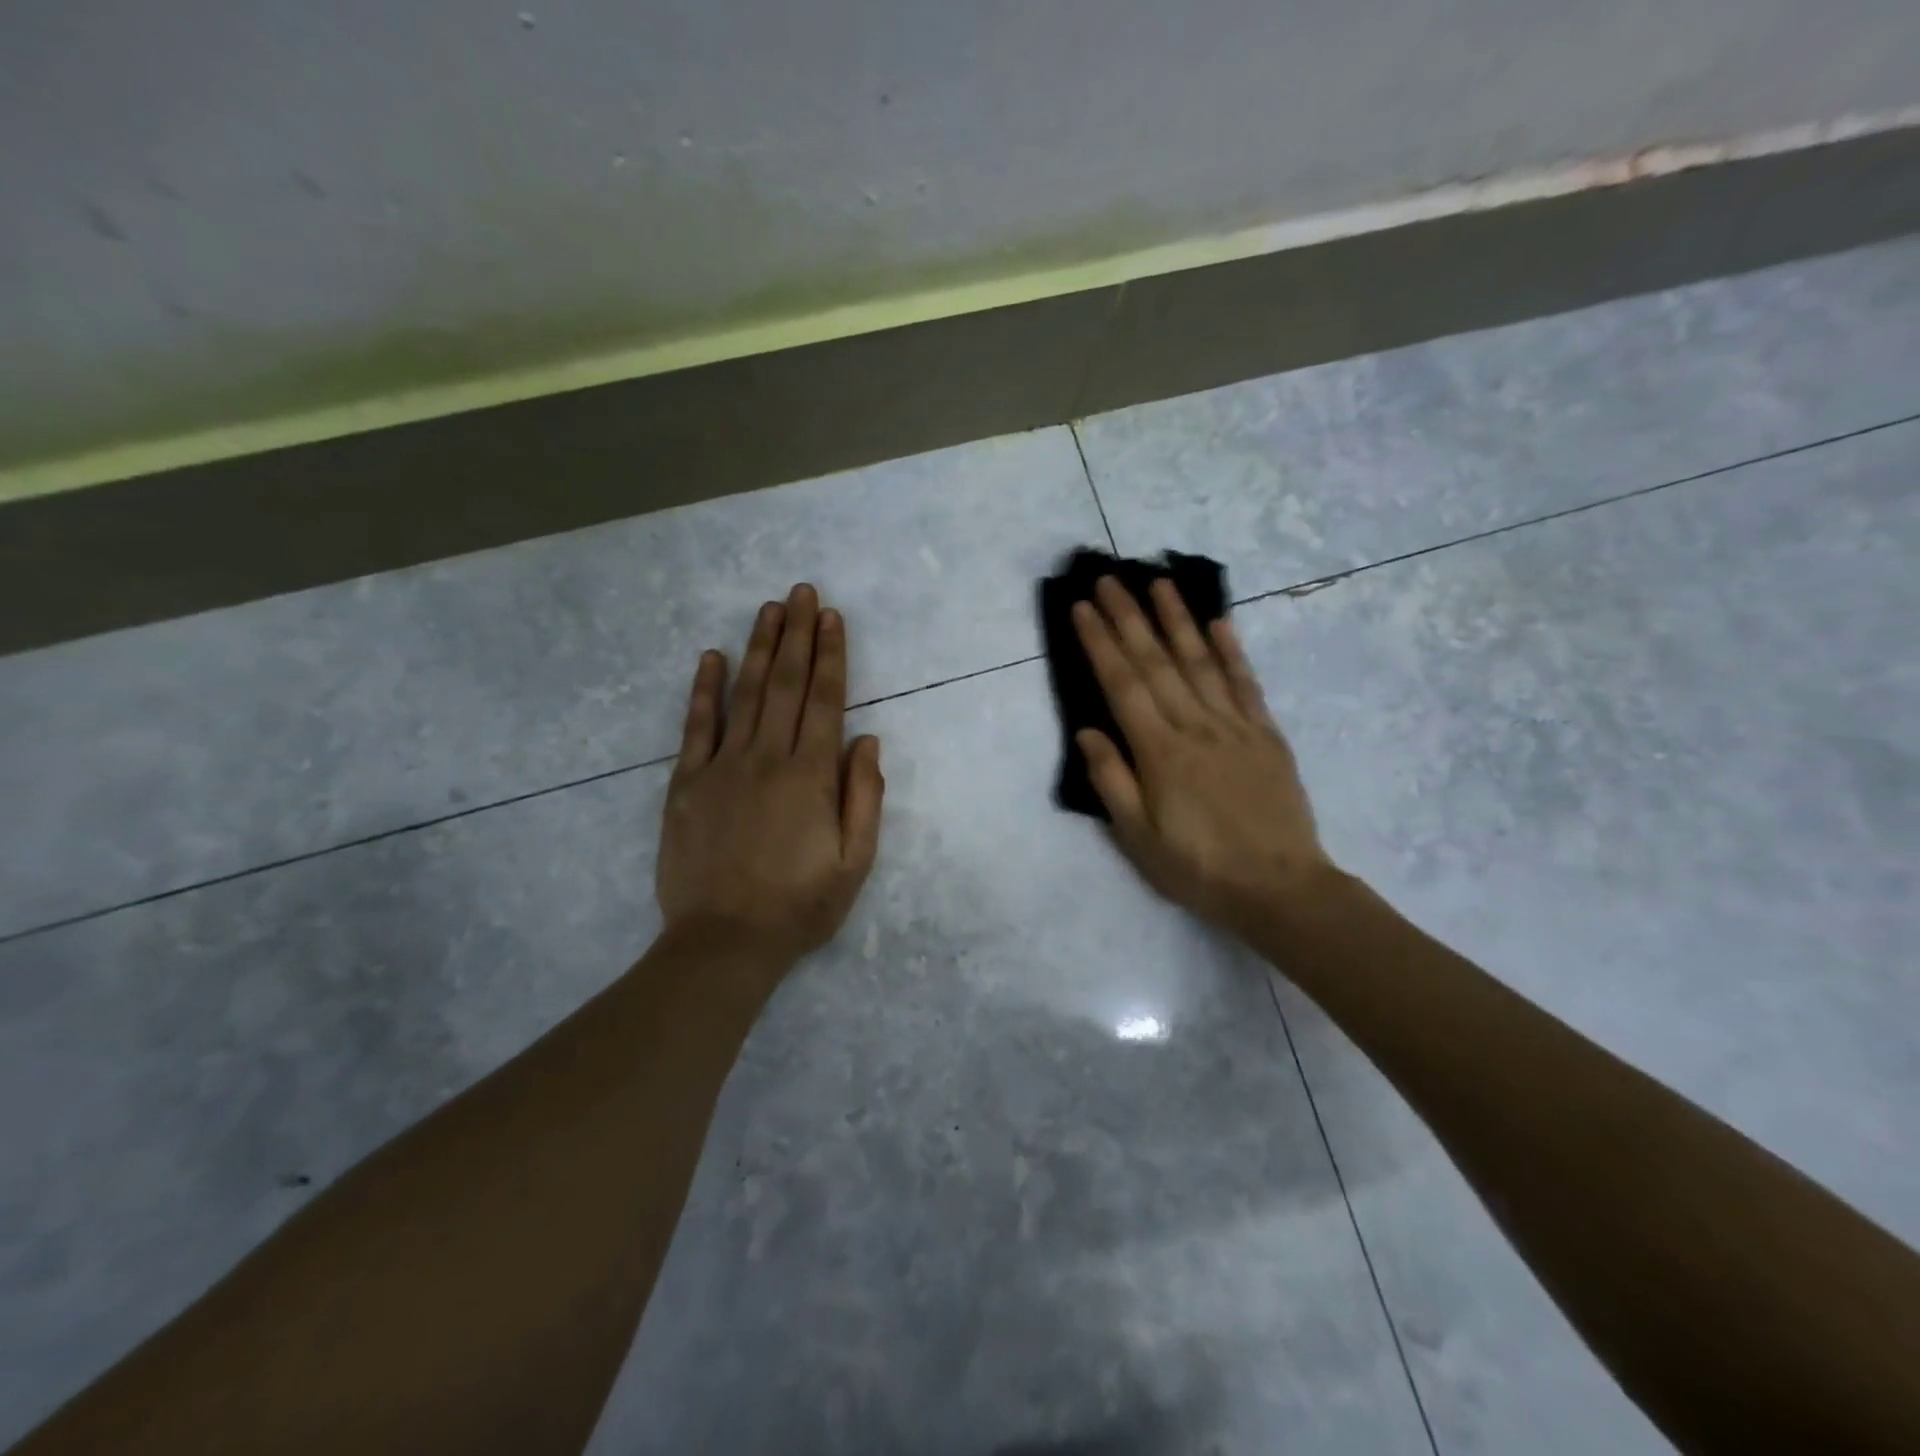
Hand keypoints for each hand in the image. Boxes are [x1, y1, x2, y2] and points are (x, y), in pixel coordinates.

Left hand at [656, 583, 884, 972]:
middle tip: (802, 591)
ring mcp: (722, 767)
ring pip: (745, 694)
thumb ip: (864, 796)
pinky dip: (704, 689)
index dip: (831, 655)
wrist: (723, 942)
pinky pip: (696, 726)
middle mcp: (768, 758)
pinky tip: (711, 657)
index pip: (826, 701)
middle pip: (787, 685)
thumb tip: (868, 740)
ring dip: (760, 648)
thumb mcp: (854, 862)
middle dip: (798, 635)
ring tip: (770, 609)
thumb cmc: (799, 905)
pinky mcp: (686, 784)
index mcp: (811, 776)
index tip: (832, 617)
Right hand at [1072, 577, 1334, 940]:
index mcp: (1159, 752)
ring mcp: (1235, 726)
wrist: (1280, 888)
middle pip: (1157, 662)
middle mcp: (1195, 727)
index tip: (1083, 607)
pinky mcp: (1266, 735)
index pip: (1122, 684)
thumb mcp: (1138, 838)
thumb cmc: (1198, 869)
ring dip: (1177, 619)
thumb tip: (1087, 731)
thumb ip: (1112, 780)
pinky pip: (1245, 684)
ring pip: (1200, 661)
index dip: (1100, 643)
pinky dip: (1231, 651)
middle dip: (1129, 617)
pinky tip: (1219, 623)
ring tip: (1159, 582)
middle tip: (1110, 578)